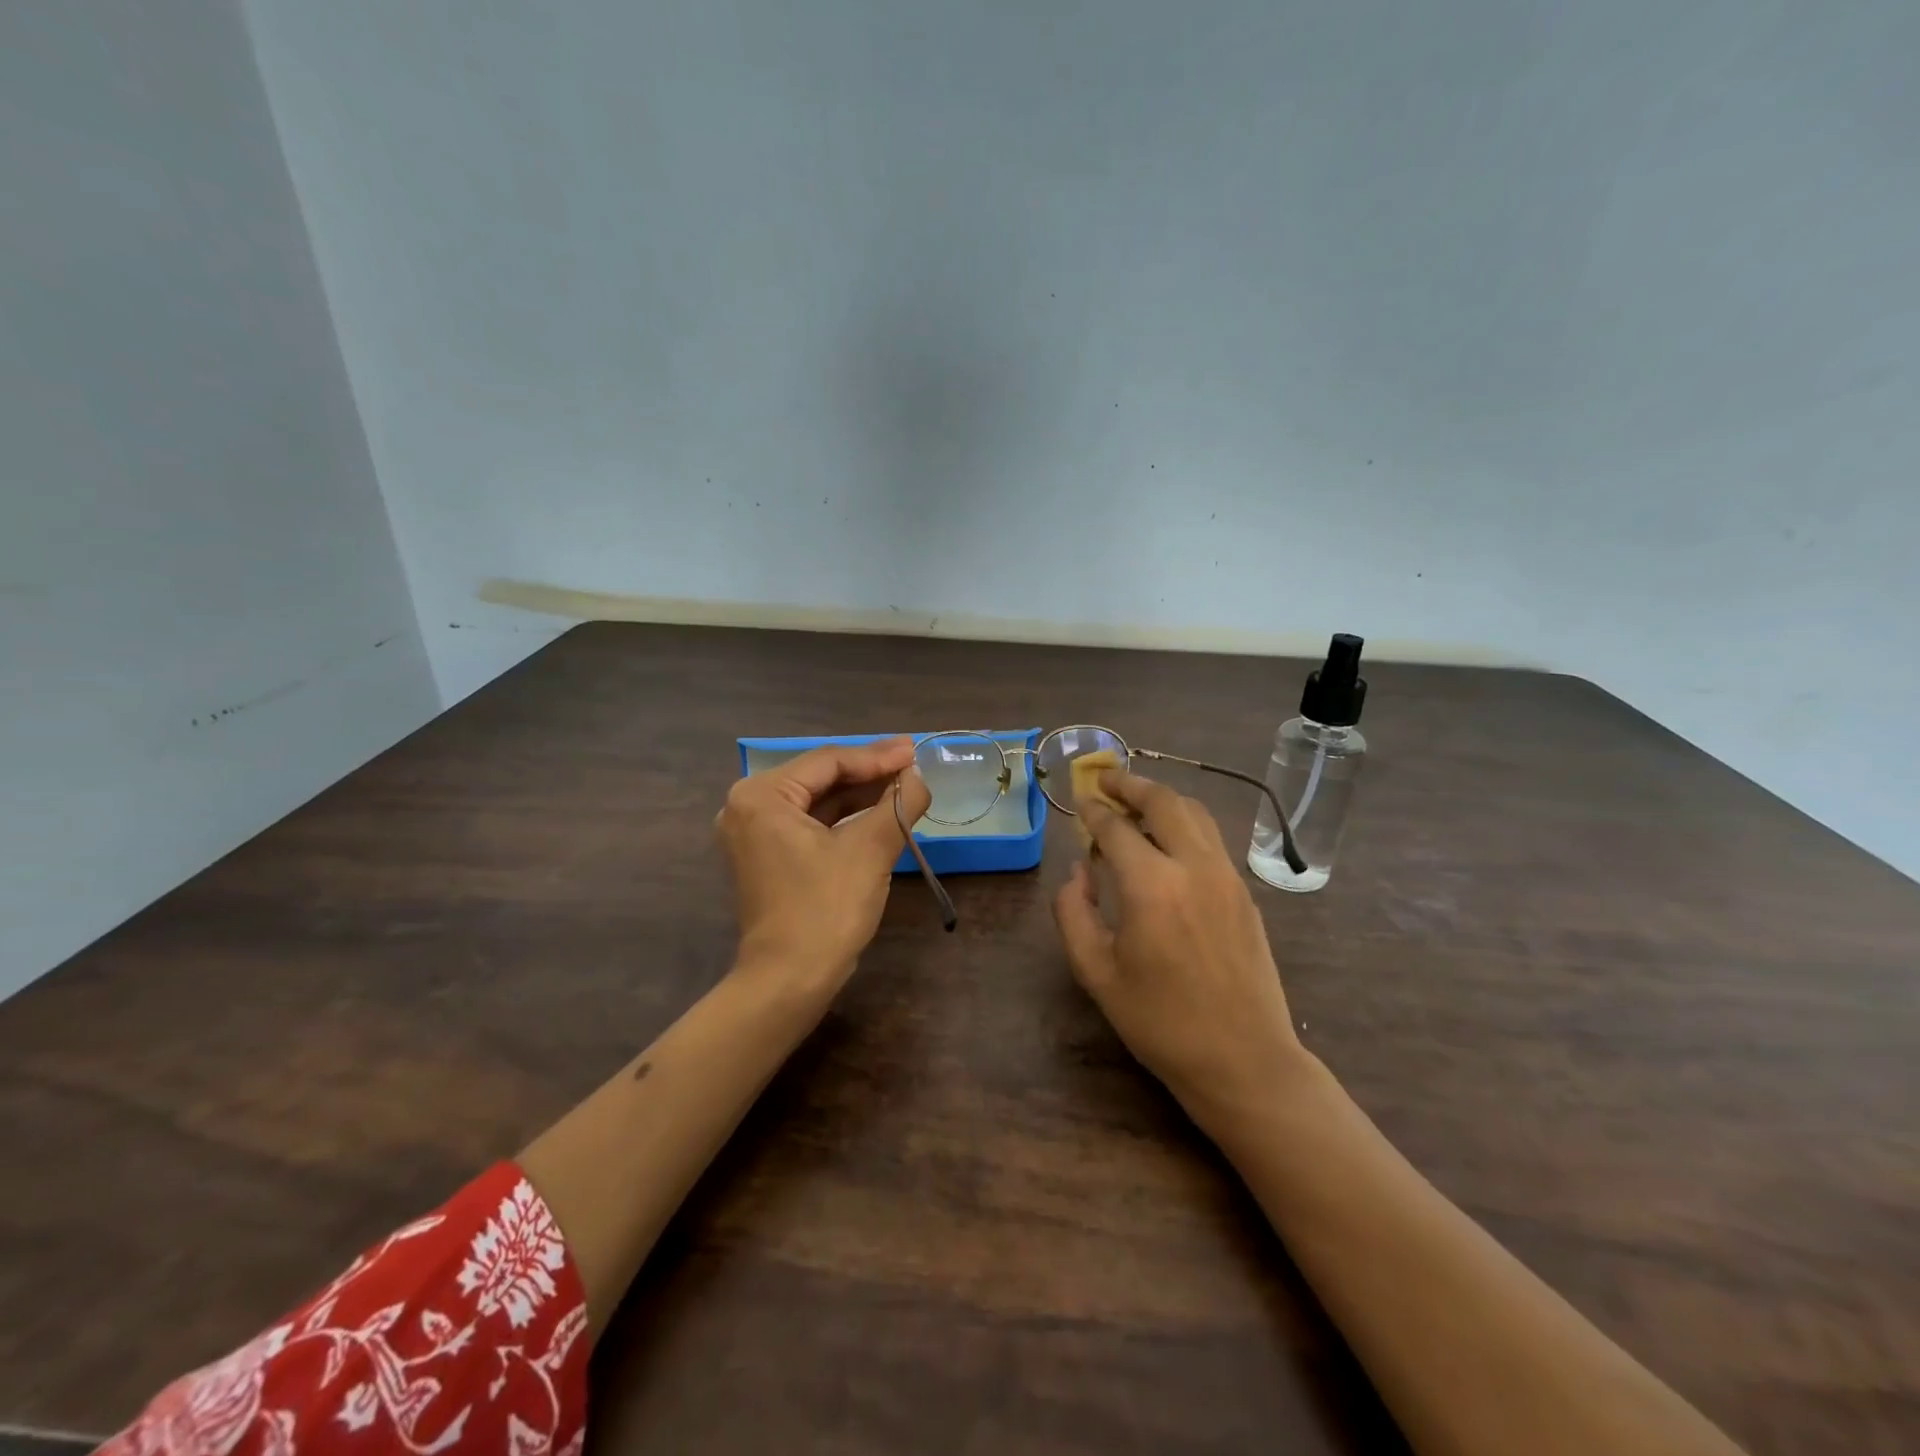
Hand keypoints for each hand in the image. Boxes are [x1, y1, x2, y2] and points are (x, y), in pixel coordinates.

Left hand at [717, 737, 932, 995]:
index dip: (877, 756)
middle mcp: (748, 806)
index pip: (829, 761)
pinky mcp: (766, 857)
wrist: (789, 981)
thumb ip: (899, 804)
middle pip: (821, 778)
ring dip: (860, 796)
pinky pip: (810, 824)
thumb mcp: (870, 850)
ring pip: (817, 801)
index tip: (916, 752)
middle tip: (913, 766)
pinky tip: (878, 814)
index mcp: (761, 795)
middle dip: (870, 773)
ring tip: (904, 787)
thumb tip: (919, 776)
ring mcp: (753, 834)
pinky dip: (844, 820)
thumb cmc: (826, 909)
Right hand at [1052, 772, 1306, 1130]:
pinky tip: (1167, 841)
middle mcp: (1193, 867)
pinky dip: (1184, 823)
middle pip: (1163, 801)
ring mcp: (1226, 876)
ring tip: (1135, 802)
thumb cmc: (1160, 1022)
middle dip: (1130, 784)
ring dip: (1161, 798)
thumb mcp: (1096, 973)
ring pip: (1195, 813)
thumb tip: (1079, 870)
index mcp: (1151, 887)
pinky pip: (1211, 838)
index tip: (1079, 800)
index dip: (1093, 810)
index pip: (1115, 827)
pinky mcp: (1245, 892)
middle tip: (1106, 780)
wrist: (1244, 1061)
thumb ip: (1074, 912)